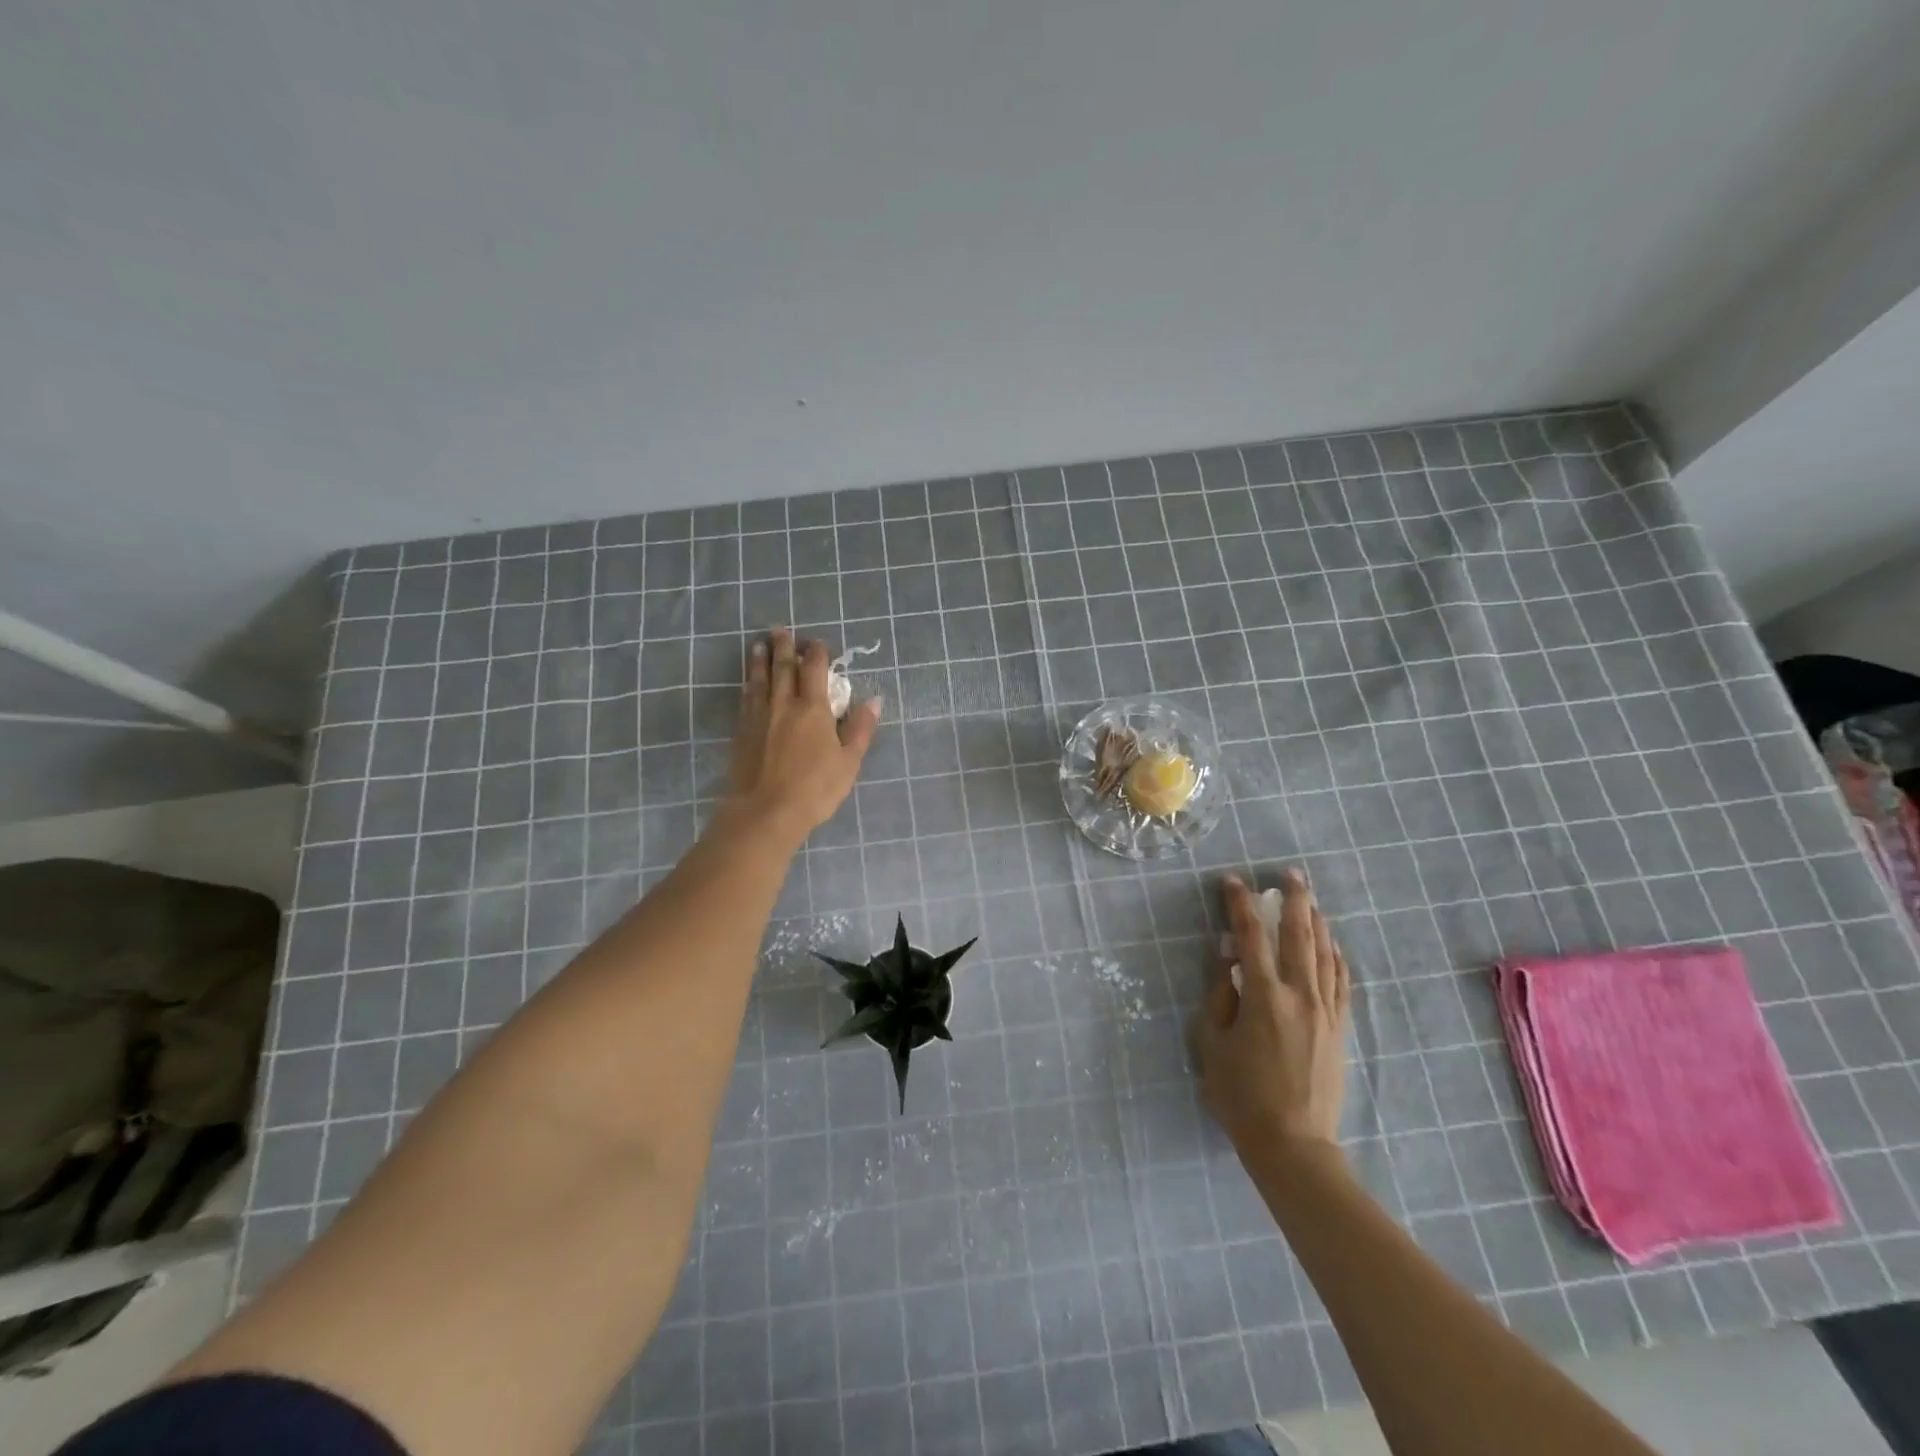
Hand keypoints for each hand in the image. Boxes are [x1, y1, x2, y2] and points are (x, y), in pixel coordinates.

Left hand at [726, 628, 881, 842]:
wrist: (764, 812)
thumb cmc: (814, 789)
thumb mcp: (848, 762)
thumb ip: (860, 728)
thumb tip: (874, 699)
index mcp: (813, 709)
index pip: (815, 670)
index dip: (817, 653)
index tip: (819, 643)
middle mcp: (784, 704)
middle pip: (783, 667)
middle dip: (784, 646)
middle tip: (781, 629)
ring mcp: (759, 717)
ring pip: (760, 679)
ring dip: (761, 659)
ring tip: (760, 644)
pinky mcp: (742, 732)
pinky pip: (746, 698)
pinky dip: (749, 684)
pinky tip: (748, 682)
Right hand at [1191, 868, 1349, 1166]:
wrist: (1293, 1143)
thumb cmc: (1240, 1094)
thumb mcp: (1212, 1043)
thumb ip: (1218, 995)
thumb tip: (1226, 956)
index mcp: (1263, 996)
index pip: (1249, 936)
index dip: (1239, 905)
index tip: (1232, 881)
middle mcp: (1300, 994)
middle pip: (1299, 935)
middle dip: (1294, 900)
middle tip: (1290, 873)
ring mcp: (1325, 1010)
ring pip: (1324, 953)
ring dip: (1316, 921)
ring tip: (1310, 898)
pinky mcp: (1340, 1027)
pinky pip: (1341, 980)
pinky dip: (1336, 955)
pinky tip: (1331, 943)